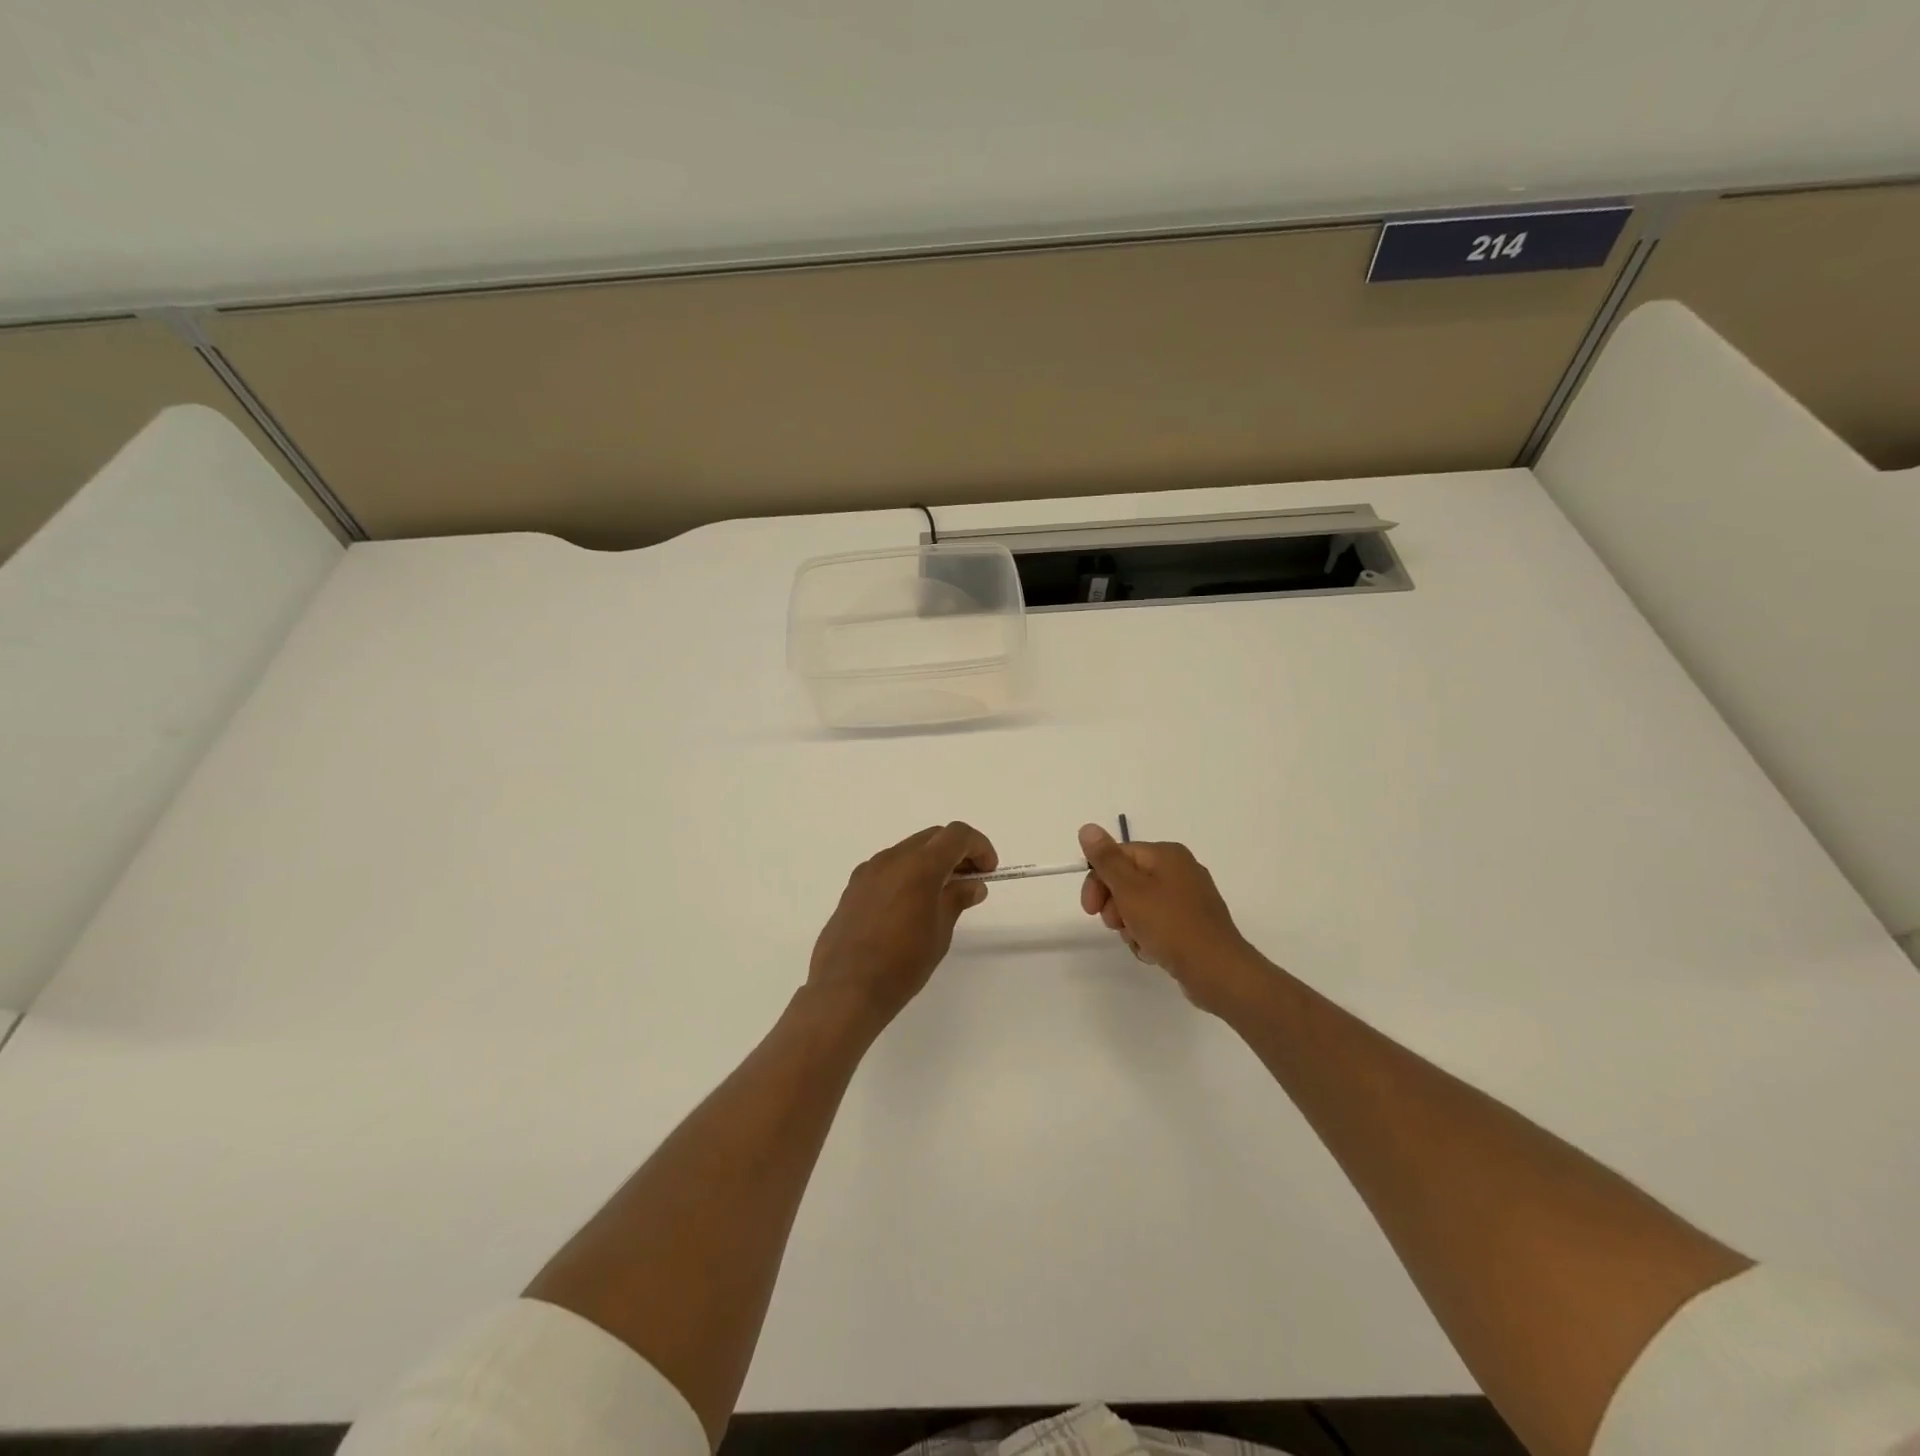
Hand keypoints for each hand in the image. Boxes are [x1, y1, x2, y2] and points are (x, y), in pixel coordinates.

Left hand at [808, 822, 996, 1030]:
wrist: (846, 989)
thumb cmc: (902, 963)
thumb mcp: (940, 932)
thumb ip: (957, 899)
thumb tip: (973, 885)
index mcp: (919, 865)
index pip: (957, 835)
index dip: (979, 846)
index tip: (988, 871)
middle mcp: (892, 858)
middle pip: (932, 838)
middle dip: (956, 852)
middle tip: (970, 880)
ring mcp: (869, 870)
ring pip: (908, 850)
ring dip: (930, 862)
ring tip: (941, 894)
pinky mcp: (853, 887)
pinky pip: (888, 868)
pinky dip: (907, 873)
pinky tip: (910, 905)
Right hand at [1078, 823, 1266, 1015]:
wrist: (1217, 971)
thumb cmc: (1171, 925)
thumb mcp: (1131, 890)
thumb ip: (1107, 859)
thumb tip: (1087, 828)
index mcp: (1167, 854)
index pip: (1118, 856)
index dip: (1098, 880)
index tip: (1090, 909)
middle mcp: (1180, 870)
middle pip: (1128, 880)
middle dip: (1115, 904)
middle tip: (1115, 925)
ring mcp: (1188, 899)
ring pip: (1140, 905)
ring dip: (1130, 924)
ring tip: (1139, 941)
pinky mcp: (1192, 924)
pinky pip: (1157, 923)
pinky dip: (1148, 936)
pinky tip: (1152, 951)